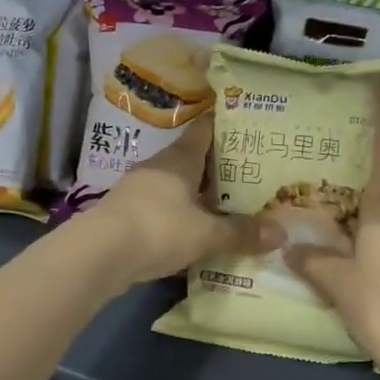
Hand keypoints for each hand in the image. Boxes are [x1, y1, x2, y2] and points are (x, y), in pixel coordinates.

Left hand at [78, 118, 266, 287]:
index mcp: (179, 159)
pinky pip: (163, 208)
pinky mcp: (127, 215)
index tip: (248, 125)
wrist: (98, 254)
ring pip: (177, 185)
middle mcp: (158, 167)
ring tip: (228, 203)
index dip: (225, 125)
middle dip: (218, 166)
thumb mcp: (206, 234)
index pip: (204, 130)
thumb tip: (281, 232)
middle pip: (192, 159)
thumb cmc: (157, 229)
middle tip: (251, 172)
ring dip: (198, 193)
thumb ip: (241, 232)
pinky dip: (181, 215)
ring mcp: (138, 190)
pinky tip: (196, 229)